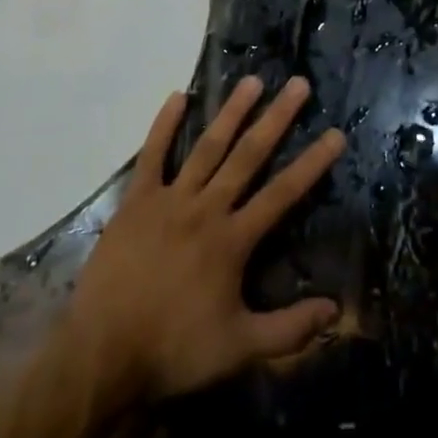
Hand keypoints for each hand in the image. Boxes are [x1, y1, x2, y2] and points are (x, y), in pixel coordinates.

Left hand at [68, 76, 345, 404]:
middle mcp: (207, 208)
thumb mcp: (238, 349)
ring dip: (232, 112)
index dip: (311, 163)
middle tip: (298, 84)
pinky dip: (164, 125)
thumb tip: (335, 310)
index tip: (335, 133)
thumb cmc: (173, 350)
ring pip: (207, 147)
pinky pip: (152, 155)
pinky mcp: (137, 201)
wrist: (101, 355)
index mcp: (233, 240)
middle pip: (248, 155)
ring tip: (252, 81)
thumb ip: (288, 330)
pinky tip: (177, 97)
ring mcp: (170, 200)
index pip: (283, 193)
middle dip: (277, 118)